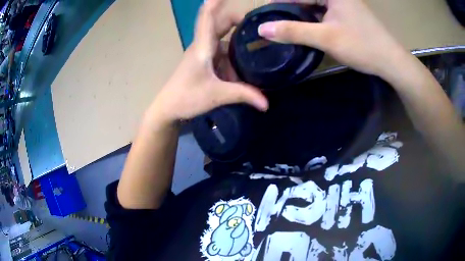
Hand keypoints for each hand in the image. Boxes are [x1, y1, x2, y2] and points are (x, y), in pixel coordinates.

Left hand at [149, 0, 267, 124]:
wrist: (167, 109)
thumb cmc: (187, 97)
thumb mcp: (217, 95)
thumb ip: (243, 95)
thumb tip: (266, 103)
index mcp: (202, 47)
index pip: (208, 18)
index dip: (215, 4)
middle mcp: (202, 45)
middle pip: (219, 24)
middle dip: (237, 21)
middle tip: (258, 25)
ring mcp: (202, 53)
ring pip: (222, 41)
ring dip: (236, 45)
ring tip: (257, 48)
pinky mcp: (203, 62)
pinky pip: (220, 54)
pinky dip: (231, 58)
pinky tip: (242, 69)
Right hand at [258, 0, 407, 77]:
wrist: (391, 61)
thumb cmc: (362, 46)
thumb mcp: (326, 38)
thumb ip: (294, 31)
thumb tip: (263, 29)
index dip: (279, 4)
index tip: (265, 16)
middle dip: (291, 10)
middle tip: (276, 24)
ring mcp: (344, 3)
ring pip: (316, 5)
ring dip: (303, 15)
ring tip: (289, 27)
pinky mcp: (349, 12)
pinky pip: (325, 11)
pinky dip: (315, 18)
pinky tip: (309, 28)